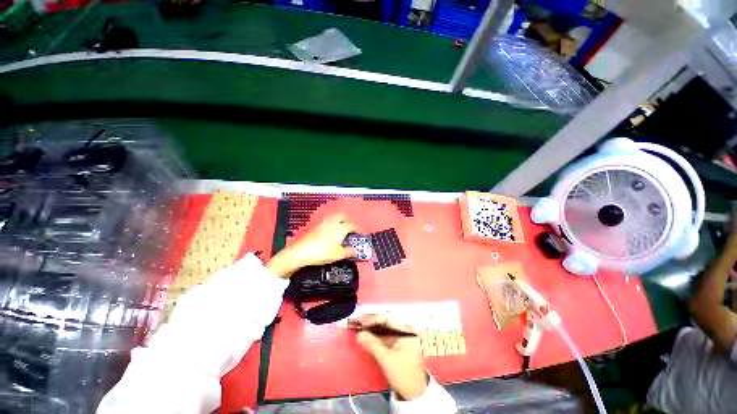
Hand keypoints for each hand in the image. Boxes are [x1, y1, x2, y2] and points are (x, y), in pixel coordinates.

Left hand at [266, 213, 356, 276]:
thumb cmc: (321, 252)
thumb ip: (348, 252)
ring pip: (333, 217)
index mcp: (340, 228)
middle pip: (342, 216)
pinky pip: (325, 223)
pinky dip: (329, 225)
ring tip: (339, 229)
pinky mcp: (315, 228)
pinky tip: (328, 233)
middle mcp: (332, 223)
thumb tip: (354, 251)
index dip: (356, 229)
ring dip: (337, 221)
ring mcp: (323, 224)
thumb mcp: (339, 254)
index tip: (357, 232)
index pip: (351, 225)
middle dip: (346, 220)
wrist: (302, 252)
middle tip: (348, 227)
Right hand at [355, 313, 427, 400]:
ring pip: (387, 327)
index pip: (388, 318)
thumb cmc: (403, 374)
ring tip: (362, 328)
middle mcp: (406, 330)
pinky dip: (378, 335)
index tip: (361, 323)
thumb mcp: (386, 359)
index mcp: (407, 330)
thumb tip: (359, 334)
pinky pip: (388, 334)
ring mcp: (404, 337)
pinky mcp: (400, 344)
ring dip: (374, 328)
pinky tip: (369, 336)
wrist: (415, 393)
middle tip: (359, 324)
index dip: (373, 319)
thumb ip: (372, 344)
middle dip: (373, 322)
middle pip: (387, 321)